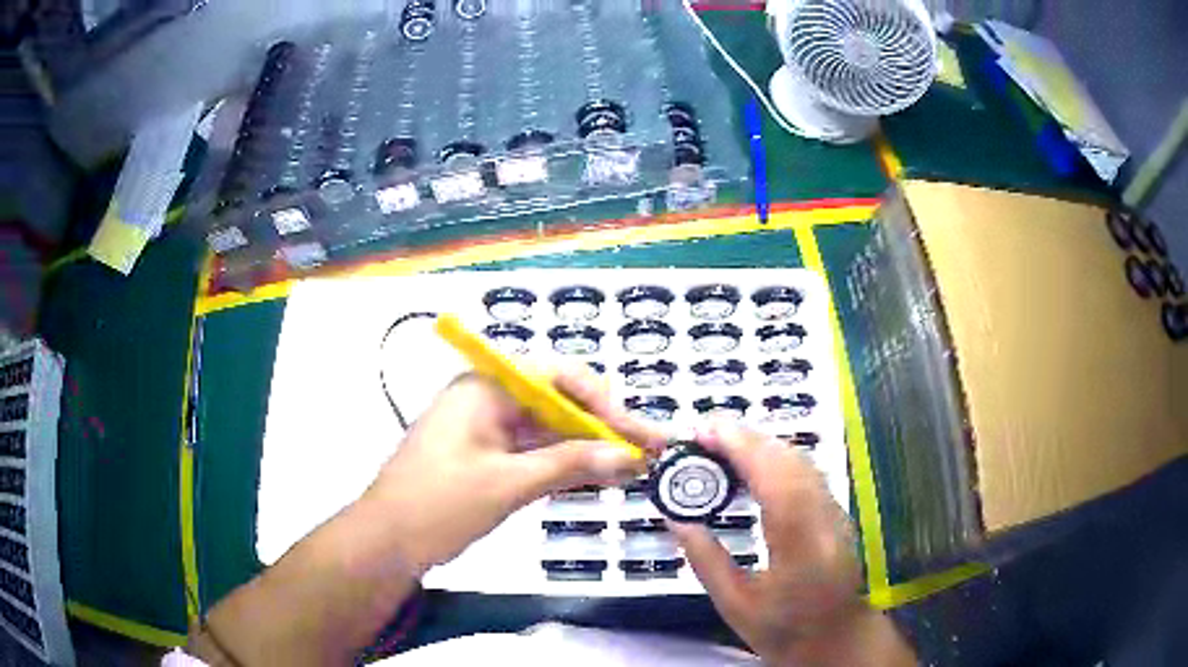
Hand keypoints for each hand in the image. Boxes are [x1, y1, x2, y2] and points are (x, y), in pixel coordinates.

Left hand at [364, 366, 665, 571]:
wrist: (385, 544)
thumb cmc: (436, 506)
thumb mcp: (505, 485)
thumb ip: (568, 465)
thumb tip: (626, 456)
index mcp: (485, 388)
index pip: (556, 376)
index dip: (603, 401)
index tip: (635, 432)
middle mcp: (489, 400)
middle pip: (558, 403)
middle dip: (604, 427)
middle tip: (648, 451)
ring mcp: (488, 431)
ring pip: (550, 431)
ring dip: (590, 449)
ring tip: (635, 467)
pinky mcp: (488, 458)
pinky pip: (536, 454)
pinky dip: (567, 467)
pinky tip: (600, 478)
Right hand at [668, 422, 913, 665]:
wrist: (834, 636)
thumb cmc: (783, 629)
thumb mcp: (735, 605)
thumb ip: (705, 560)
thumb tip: (675, 519)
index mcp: (801, 551)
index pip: (778, 485)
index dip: (743, 450)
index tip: (704, 433)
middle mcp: (825, 521)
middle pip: (791, 462)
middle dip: (746, 438)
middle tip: (701, 433)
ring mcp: (835, 511)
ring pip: (801, 460)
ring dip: (760, 443)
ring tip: (719, 442)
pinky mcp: (835, 508)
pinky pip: (805, 469)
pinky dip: (774, 455)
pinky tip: (750, 460)